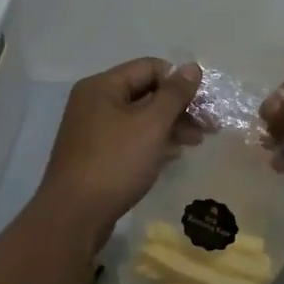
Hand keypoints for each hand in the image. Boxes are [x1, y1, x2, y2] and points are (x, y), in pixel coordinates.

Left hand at [38, 58, 202, 238]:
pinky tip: (173, 155)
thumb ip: (175, 94)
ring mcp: (93, 130)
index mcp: (103, 86)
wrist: (74, 216)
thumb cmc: (115, 163)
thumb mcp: (151, 124)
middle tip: (208, 127)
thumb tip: (192, 67)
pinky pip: (131, 138)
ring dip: (170, 126)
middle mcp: (94, 102)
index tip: (204, 104)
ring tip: (195, 143)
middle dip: (179, 107)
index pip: (150, 67)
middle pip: (145, 92)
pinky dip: (153, 142)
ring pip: (140, 118)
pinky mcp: (96, 155)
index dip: (179, 82)